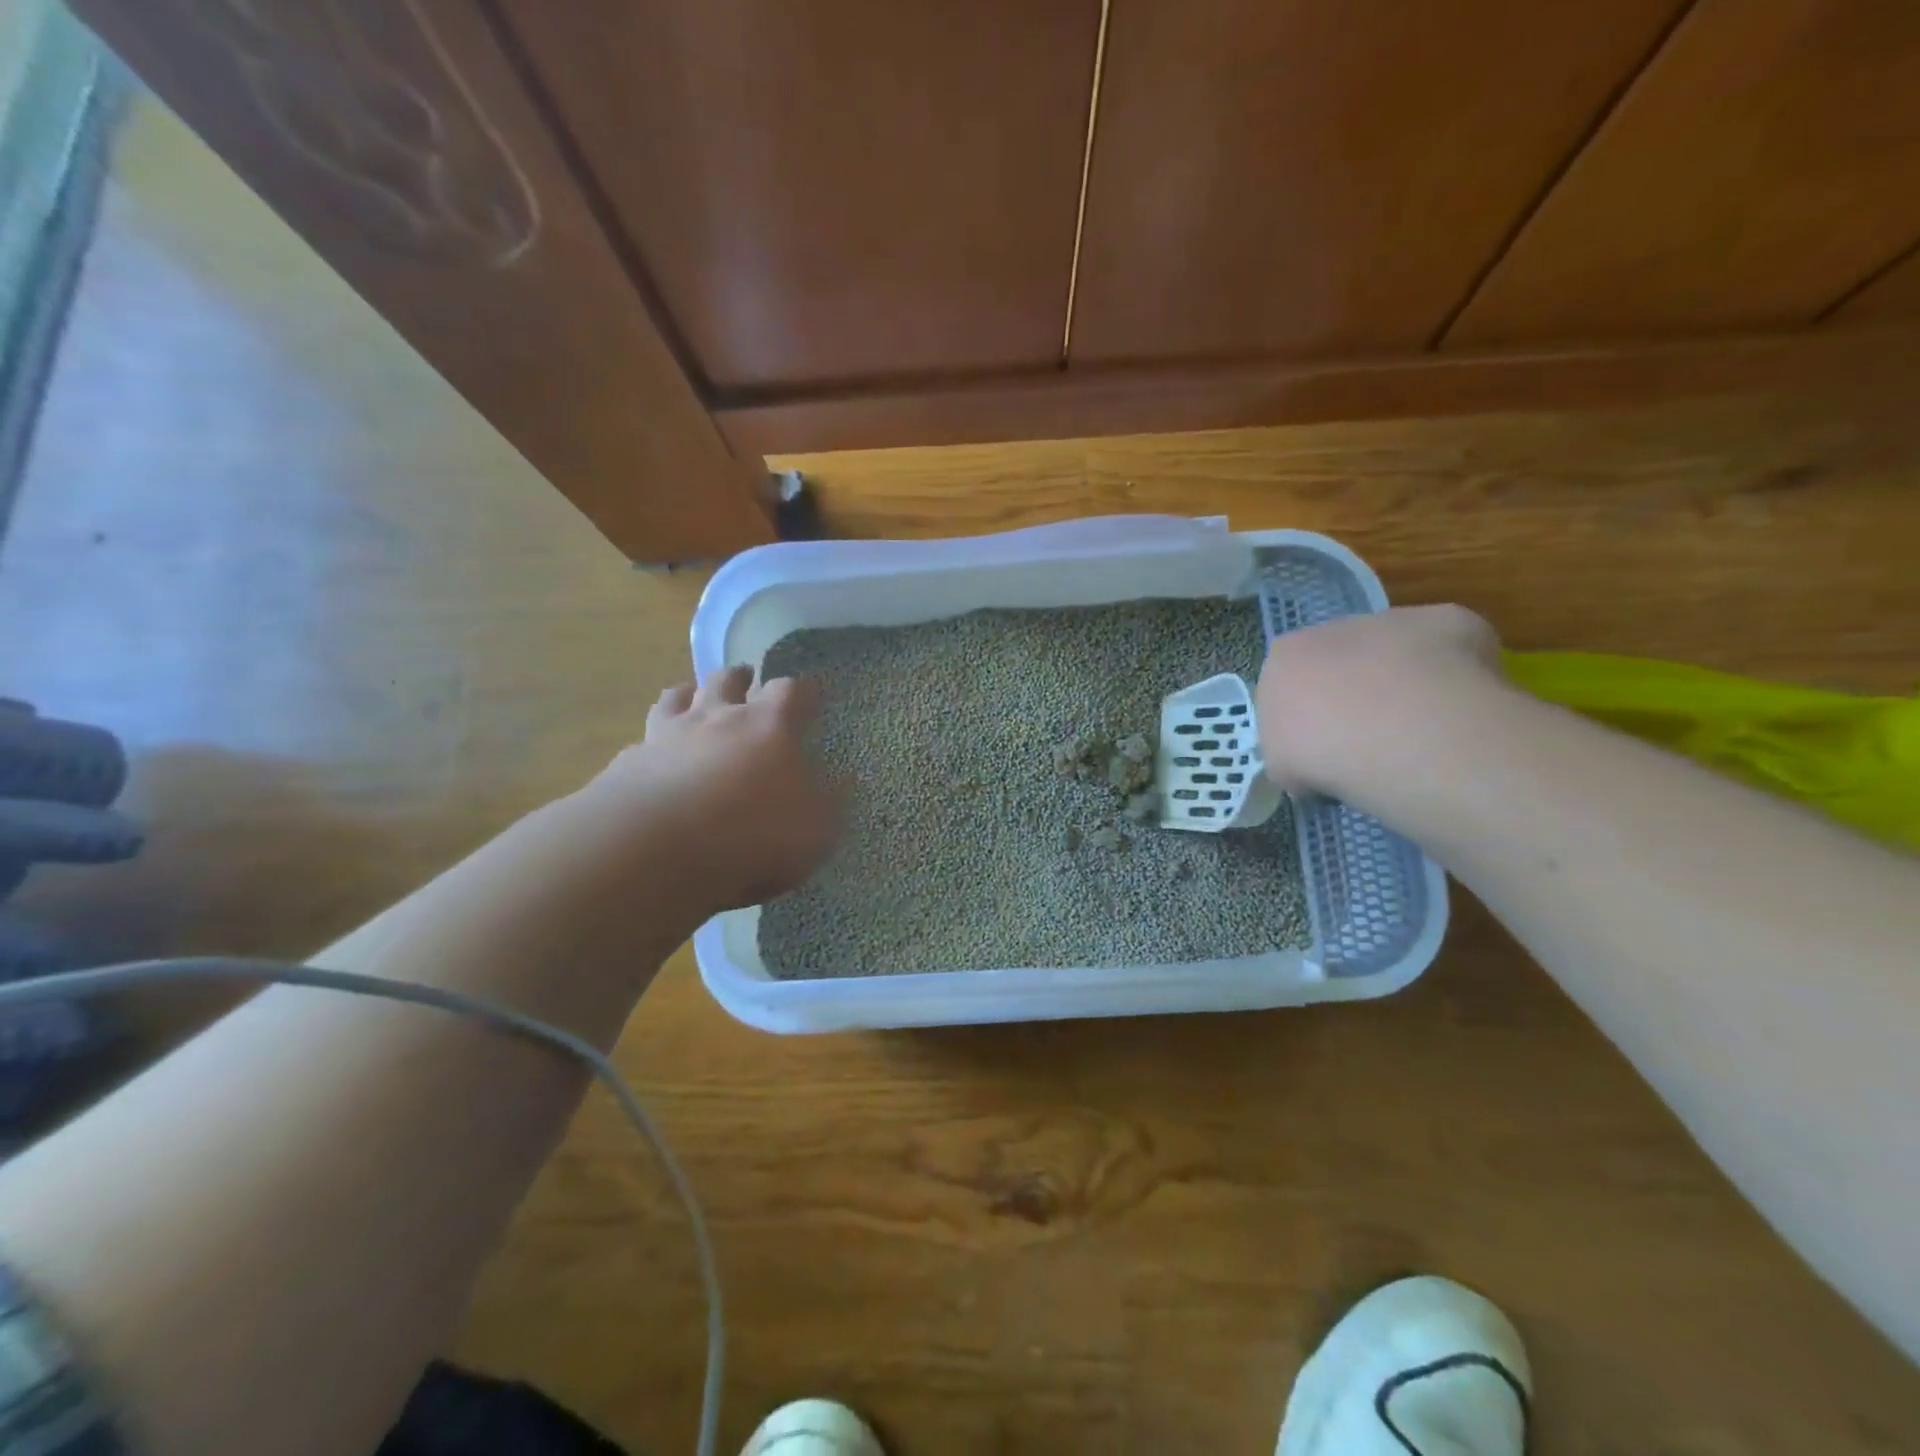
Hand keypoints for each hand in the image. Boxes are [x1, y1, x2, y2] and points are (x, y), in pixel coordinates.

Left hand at [586, 666, 840, 914]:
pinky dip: (652, 743)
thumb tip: (844, 780)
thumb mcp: (817, 828)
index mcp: (769, 725)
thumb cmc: (752, 833)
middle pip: (728, 680)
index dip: (805, 691)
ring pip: (677, 697)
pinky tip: (652, 756)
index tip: (814, 692)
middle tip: (747, 678)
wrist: (655, 850)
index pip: (792, 691)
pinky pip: (643, 741)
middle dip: (741, 677)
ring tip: (693, 696)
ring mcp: (667, 736)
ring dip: (689, 693)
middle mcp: (717, 717)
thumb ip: (831, 801)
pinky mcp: (629, 763)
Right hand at [1256, 605, 1506, 795]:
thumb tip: (1317, 760)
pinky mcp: (1447, 620)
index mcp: (1284, 657)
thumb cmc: (1321, 753)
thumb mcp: (1284, 766)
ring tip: (1421, 737)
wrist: (1393, 733)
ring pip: (1395, 655)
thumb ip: (1294, 750)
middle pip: (1341, 663)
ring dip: (1403, 685)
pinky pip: (1452, 651)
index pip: (1290, 683)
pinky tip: (1460, 713)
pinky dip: (1455, 677)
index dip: (1307, 718)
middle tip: (1371, 745)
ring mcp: (1391, 622)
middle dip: (1355, 696)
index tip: (1322, 749)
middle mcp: (1331, 629)